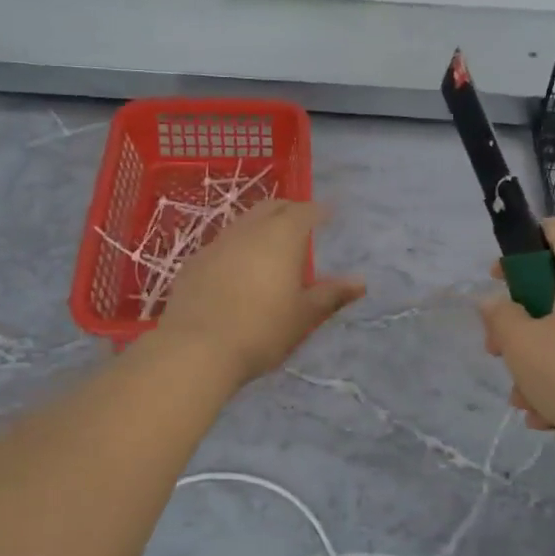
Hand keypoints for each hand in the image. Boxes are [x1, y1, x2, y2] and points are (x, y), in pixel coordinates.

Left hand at [158, 200, 365, 384]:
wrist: (196, 348)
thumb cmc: (261, 330)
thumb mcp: (303, 316)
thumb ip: (331, 294)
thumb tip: (360, 282)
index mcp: (282, 236)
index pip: (305, 210)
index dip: (319, 211)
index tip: (328, 216)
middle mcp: (249, 230)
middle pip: (272, 207)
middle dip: (289, 210)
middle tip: (302, 226)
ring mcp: (217, 243)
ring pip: (244, 223)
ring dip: (260, 227)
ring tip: (270, 248)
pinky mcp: (193, 262)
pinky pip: (222, 244)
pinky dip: (236, 248)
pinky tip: (237, 270)